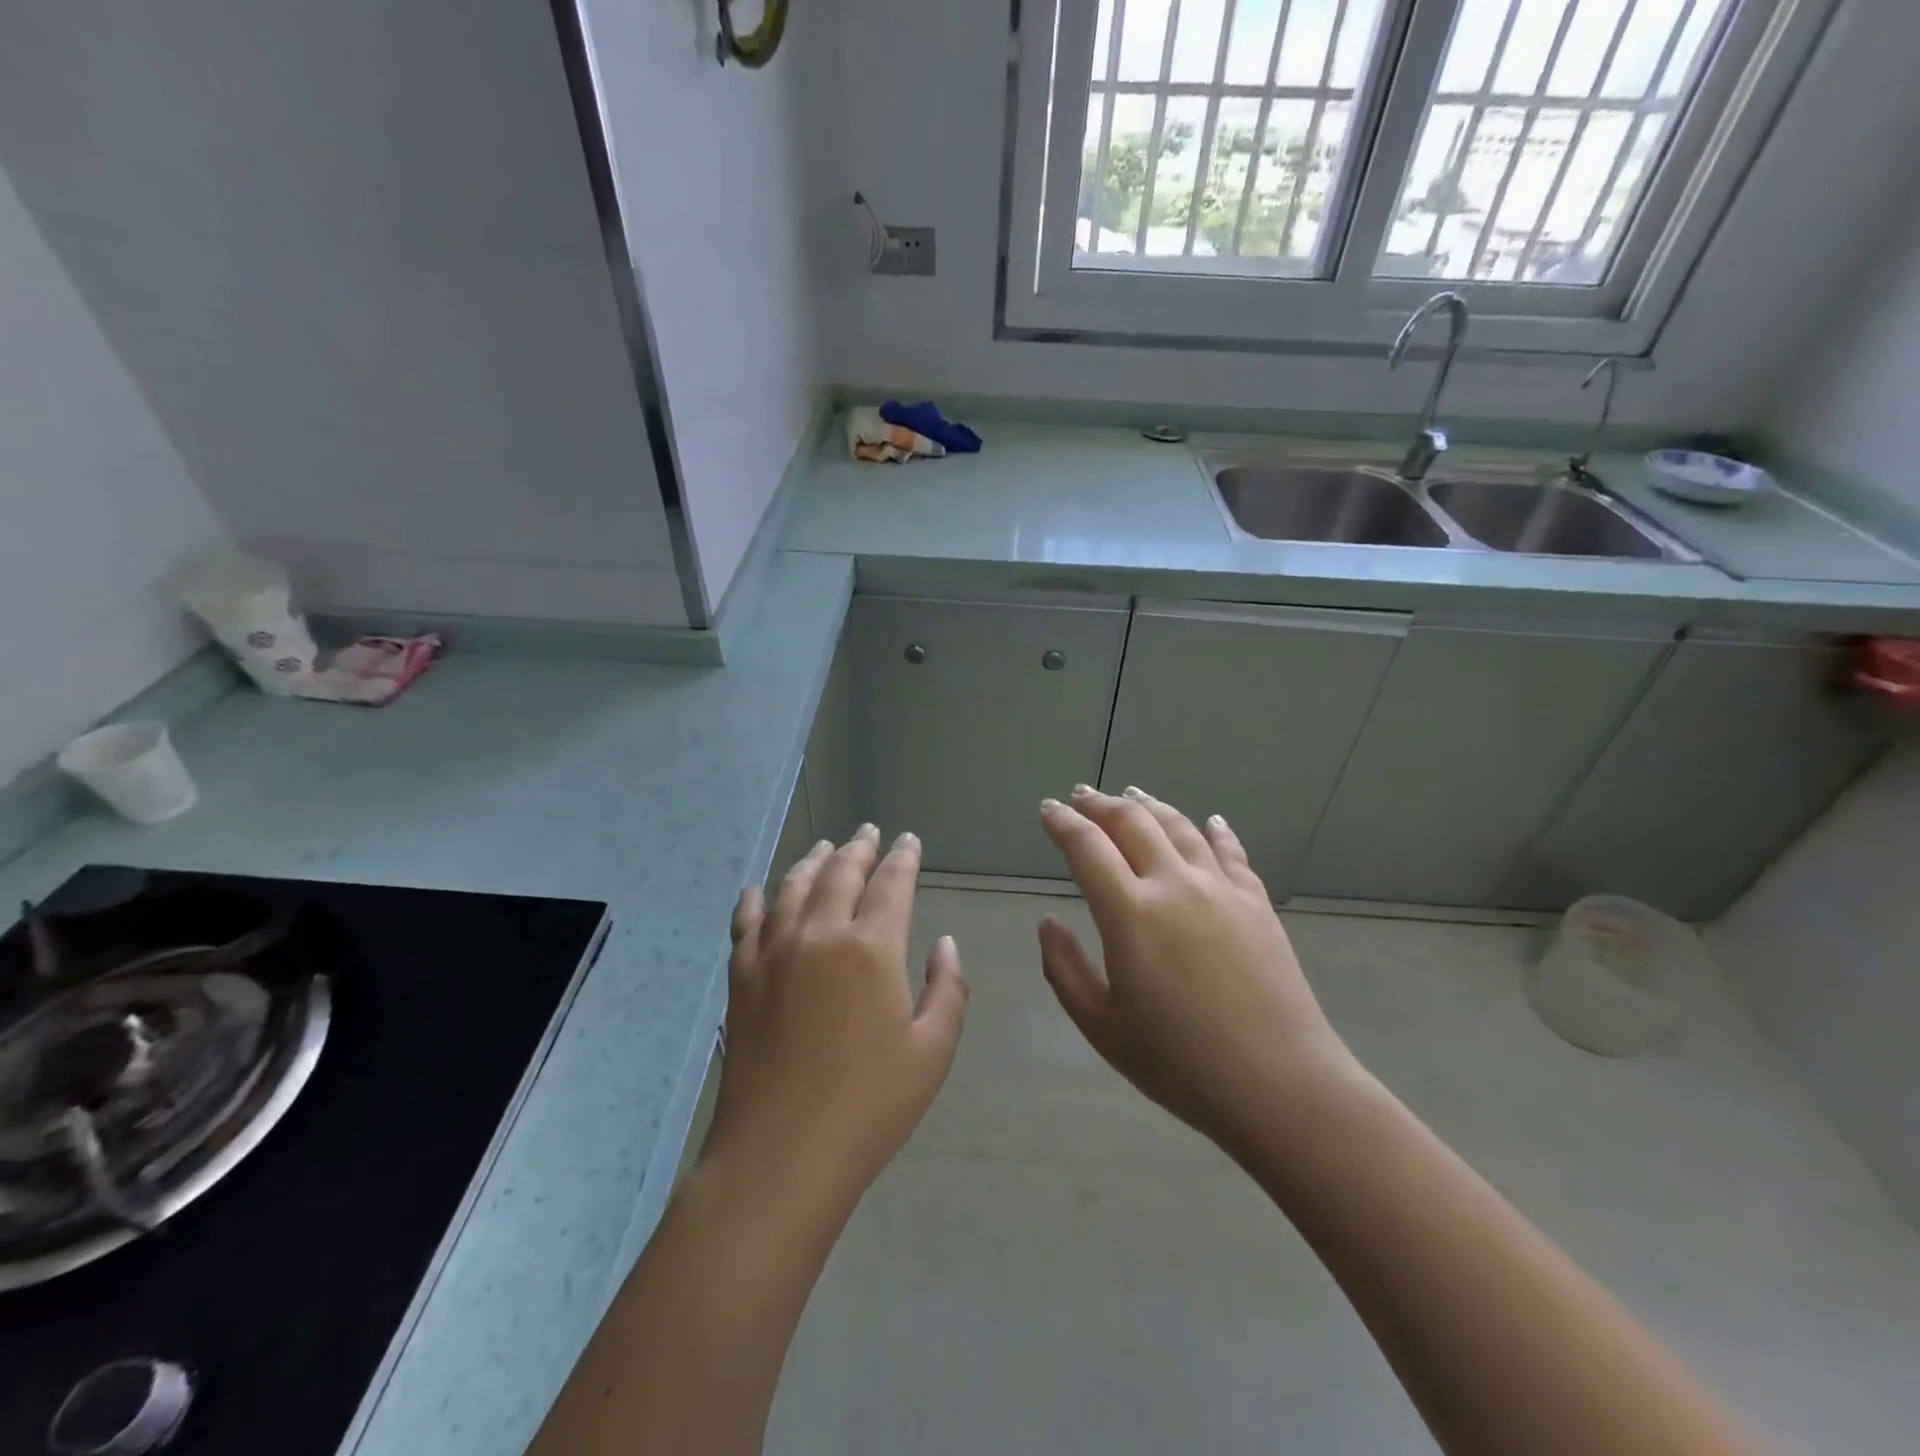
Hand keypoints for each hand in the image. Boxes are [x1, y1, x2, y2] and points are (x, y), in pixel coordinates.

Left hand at [702, 825, 969, 1218]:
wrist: (780, 1155)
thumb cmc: (869, 1107)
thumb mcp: (932, 1052)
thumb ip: (947, 990)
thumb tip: (945, 944)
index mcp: (872, 948)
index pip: (891, 883)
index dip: (903, 858)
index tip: (909, 840)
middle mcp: (821, 935)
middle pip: (841, 873)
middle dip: (859, 848)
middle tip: (869, 832)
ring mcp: (774, 953)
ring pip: (794, 887)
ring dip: (813, 861)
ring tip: (825, 847)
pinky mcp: (742, 978)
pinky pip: (746, 923)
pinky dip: (755, 900)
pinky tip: (758, 891)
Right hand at [1037, 785, 1365, 1159]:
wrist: (1279, 1084)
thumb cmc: (1179, 1061)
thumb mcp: (1102, 1025)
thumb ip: (1064, 968)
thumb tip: (1048, 921)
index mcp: (1130, 913)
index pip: (1087, 847)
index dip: (1063, 823)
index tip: (1048, 810)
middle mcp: (1174, 884)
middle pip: (1133, 823)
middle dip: (1100, 804)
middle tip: (1081, 795)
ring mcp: (1221, 889)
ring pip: (1180, 827)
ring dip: (1150, 805)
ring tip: (1132, 795)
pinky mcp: (1257, 903)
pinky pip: (1231, 853)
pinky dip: (1215, 831)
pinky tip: (1211, 821)